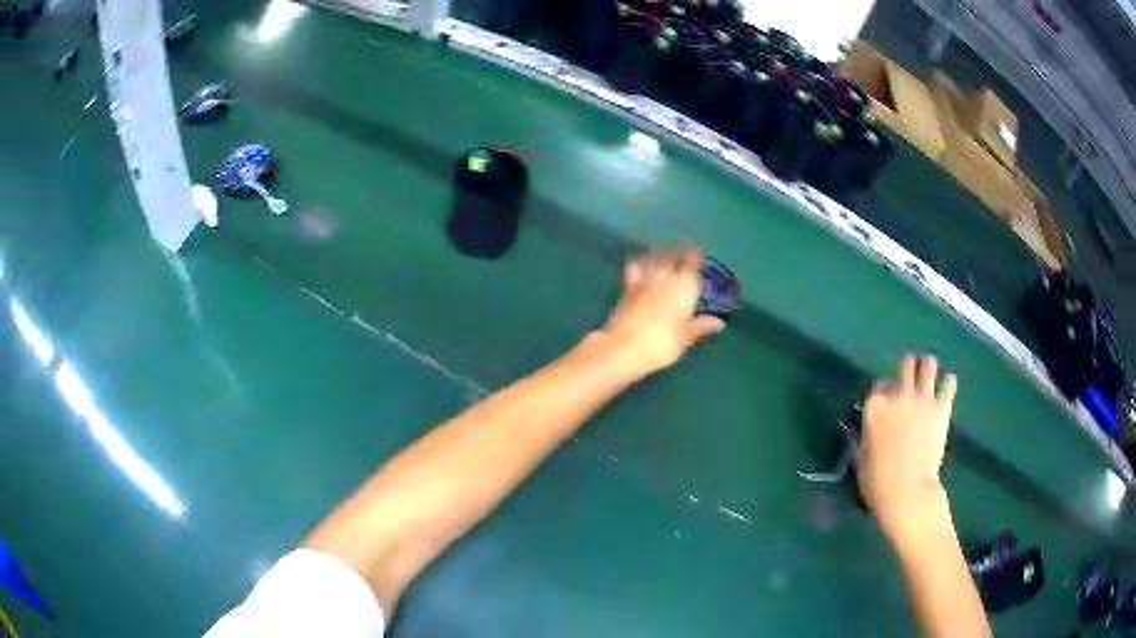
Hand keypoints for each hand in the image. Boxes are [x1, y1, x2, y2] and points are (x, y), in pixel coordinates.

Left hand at [597, 246, 725, 377]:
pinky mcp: (627, 287)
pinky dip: (638, 261)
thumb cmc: (662, 343)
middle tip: (681, 250)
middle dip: (677, 251)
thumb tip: (720, 323)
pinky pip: (634, 266)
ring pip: (653, 257)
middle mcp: (665, 276)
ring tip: (662, 251)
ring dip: (658, 252)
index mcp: (684, 286)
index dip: (695, 253)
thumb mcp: (686, 337)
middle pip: (672, 255)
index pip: (692, 262)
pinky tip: (638, 262)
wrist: (624, 347)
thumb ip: (702, 326)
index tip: (698, 248)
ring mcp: (644, 280)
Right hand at [857, 354, 957, 540]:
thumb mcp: (862, 456)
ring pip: (928, 363)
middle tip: (910, 379)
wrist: (907, 492)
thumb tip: (875, 429)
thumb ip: (870, 434)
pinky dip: (948, 383)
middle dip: (908, 368)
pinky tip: (946, 389)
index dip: (884, 392)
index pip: (879, 384)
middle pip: (905, 363)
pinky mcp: (941, 408)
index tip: (887, 402)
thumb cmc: (877, 482)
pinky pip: (949, 382)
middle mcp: (898, 395)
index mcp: (875, 406)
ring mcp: (922, 399)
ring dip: (928, 368)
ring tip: (929, 378)